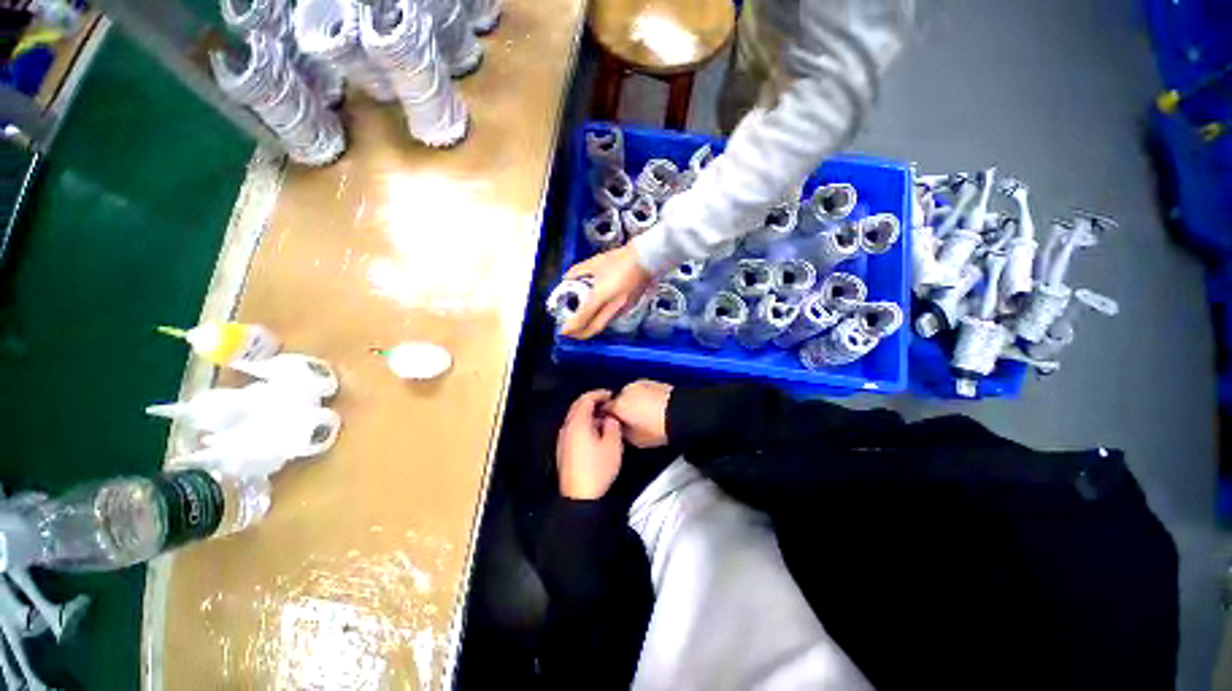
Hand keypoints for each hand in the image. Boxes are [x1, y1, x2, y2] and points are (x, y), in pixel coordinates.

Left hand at [556, 390, 624, 499]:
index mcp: (578, 424)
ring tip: (603, 417)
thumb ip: (612, 425)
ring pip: (575, 417)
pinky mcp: (563, 449)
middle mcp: (567, 428)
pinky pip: (573, 428)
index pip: (586, 399)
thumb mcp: (613, 445)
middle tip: (607, 403)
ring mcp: (563, 439)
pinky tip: (595, 432)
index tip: (610, 394)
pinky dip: (584, 423)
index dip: (599, 393)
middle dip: (593, 401)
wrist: (580, 496)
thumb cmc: (597, 469)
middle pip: (577, 406)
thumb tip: (610, 418)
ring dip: (588, 413)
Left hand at [561, 244, 653, 338]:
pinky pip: (612, 318)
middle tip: (571, 333)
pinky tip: (597, 315)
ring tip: (581, 324)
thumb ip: (579, 271)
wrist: (648, 258)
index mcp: (602, 294)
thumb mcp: (595, 262)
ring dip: (591, 328)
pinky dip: (601, 320)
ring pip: (604, 324)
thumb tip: (567, 278)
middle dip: (581, 334)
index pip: (584, 316)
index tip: (563, 330)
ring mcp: (623, 308)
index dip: (572, 326)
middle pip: (595, 328)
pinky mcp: (630, 307)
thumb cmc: (621, 258)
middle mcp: (613, 306)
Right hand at [605, 380, 672, 448]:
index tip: (611, 424)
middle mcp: (626, 391)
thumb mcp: (635, 439)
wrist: (682, 414)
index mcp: (618, 404)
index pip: (604, 409)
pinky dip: (643, 397)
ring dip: (632, 402)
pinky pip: (641, 391)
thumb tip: (619, 429)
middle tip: (630, 422)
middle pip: (617, 400)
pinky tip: (651, 408)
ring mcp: (639, 384)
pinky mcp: (651, 382)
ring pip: (629, 394)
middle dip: (621, 409)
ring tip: (643, 415)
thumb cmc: (659, 427)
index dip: (606, 418)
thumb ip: (621, 432)